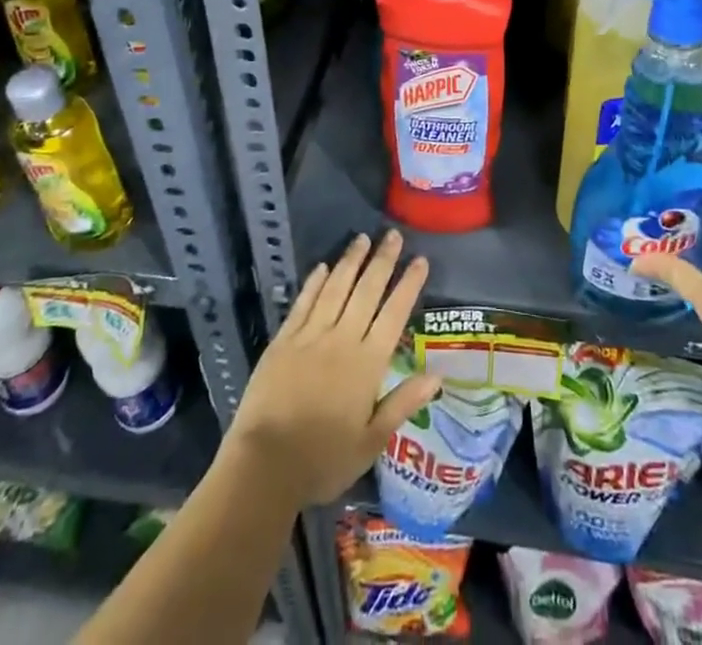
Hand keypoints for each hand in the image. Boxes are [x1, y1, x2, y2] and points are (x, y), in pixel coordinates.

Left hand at [226, 230, 441, 508]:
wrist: (264, 466)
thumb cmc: (323, 460)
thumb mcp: (371, 442)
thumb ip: (403, 403)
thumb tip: (437, 376)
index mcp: (367, 363)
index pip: (394, 314)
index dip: (408, 285)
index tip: (420, 260)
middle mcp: (342, 340)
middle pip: (367, 291)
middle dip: (382, 261)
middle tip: (393, 234)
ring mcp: (311, 336)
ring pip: (336, 289)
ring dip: (350, 262)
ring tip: (362, 238)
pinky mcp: (284, 340)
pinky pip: (303, 303)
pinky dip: (315, 283)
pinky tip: (323, 267)